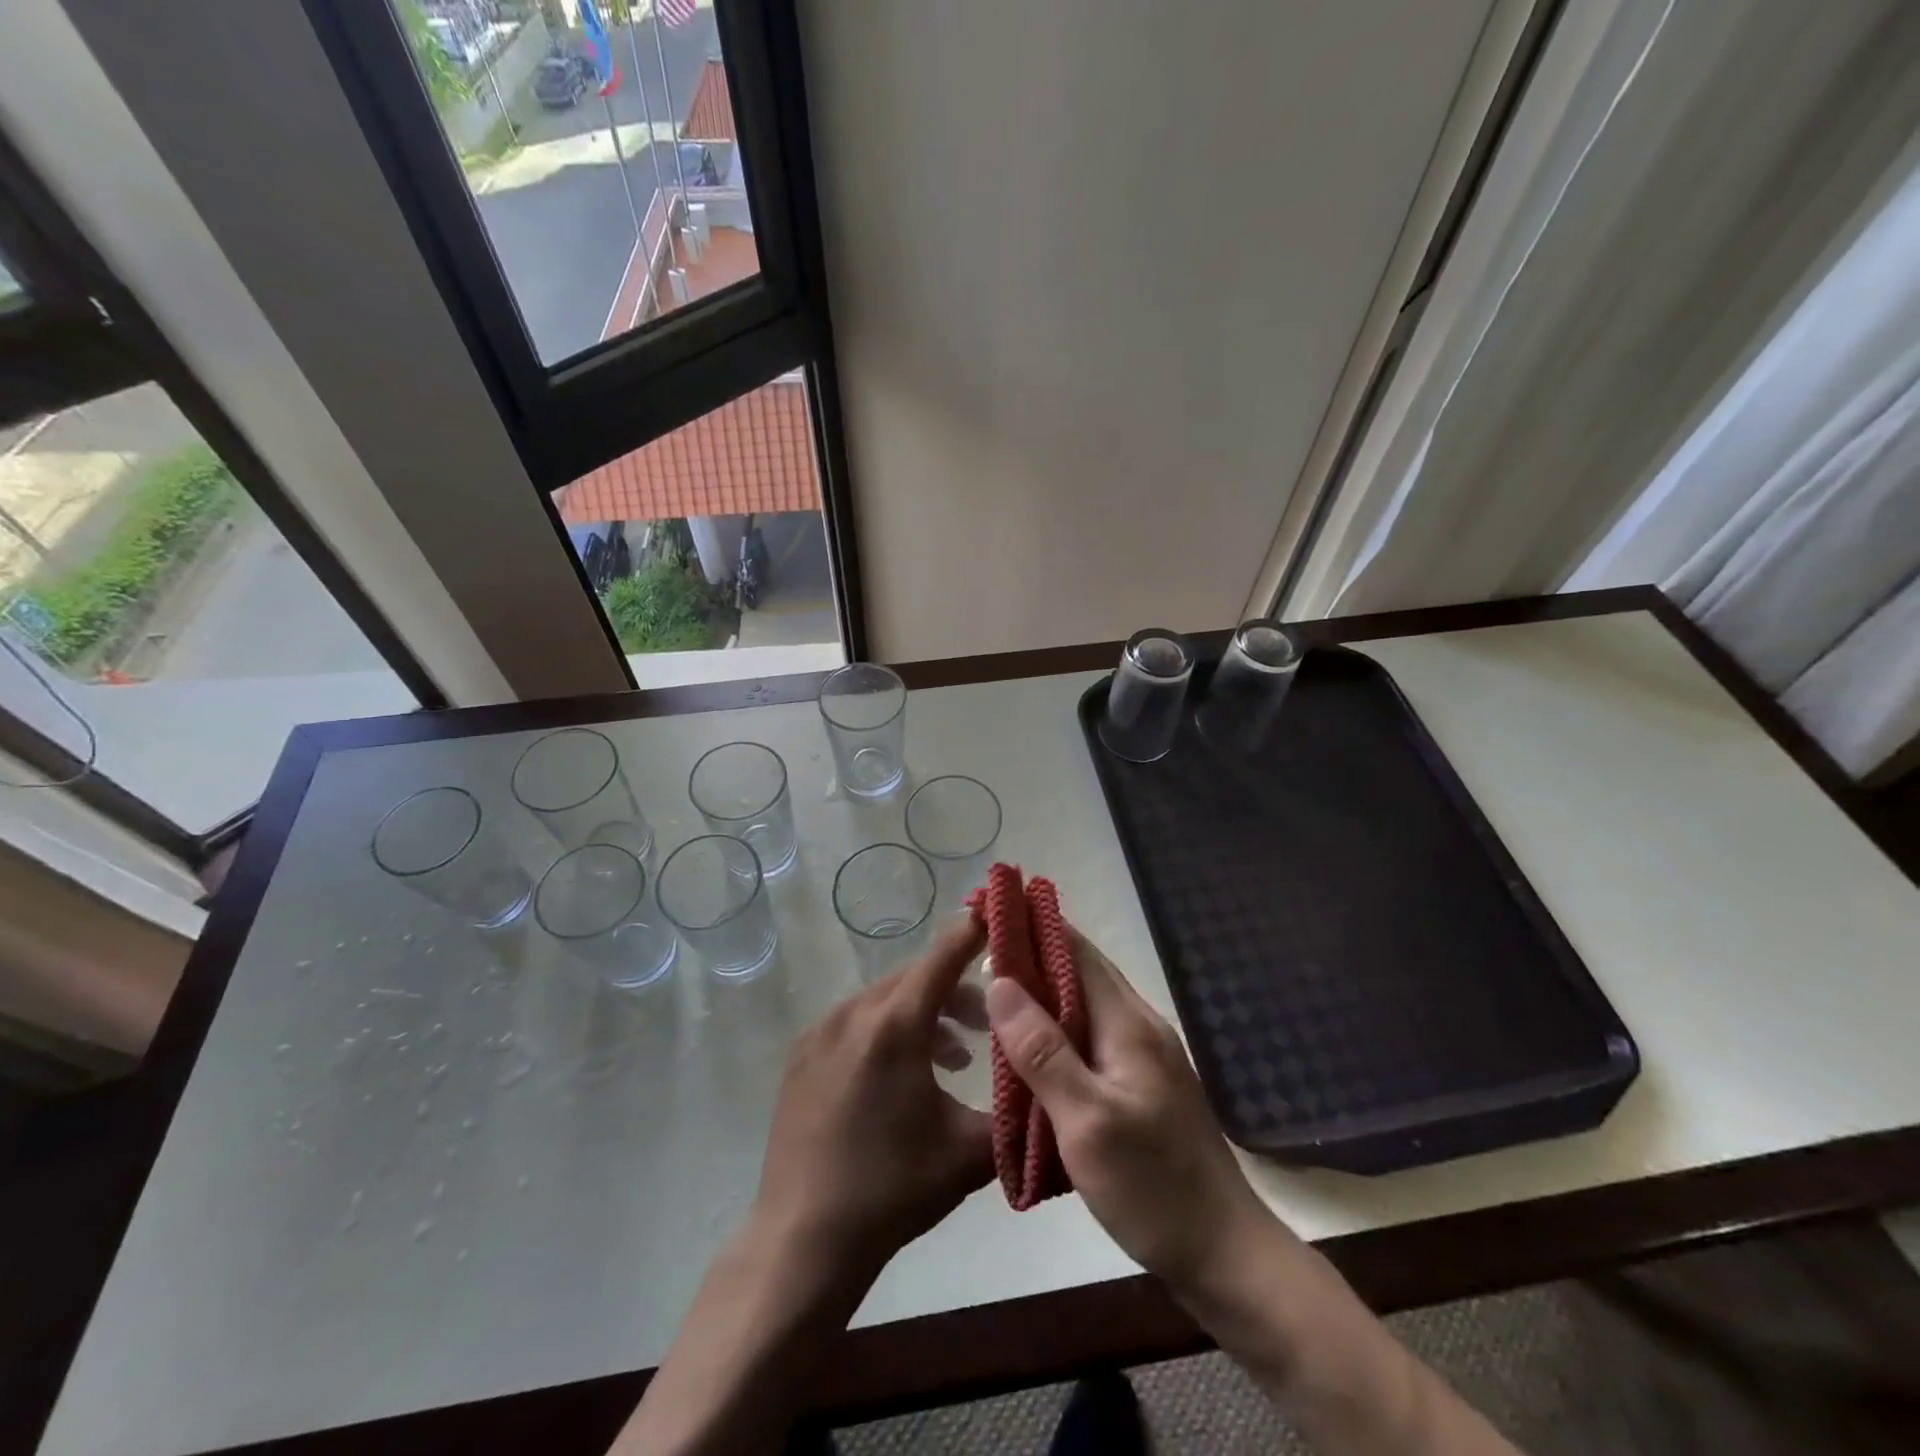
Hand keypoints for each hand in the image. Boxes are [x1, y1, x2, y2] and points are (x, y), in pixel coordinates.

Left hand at [751, 918, 994, 1279]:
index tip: (998, 912)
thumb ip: (1013, 1109)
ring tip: (954, 1056)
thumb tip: (1045, 1084)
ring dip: (923, 1014)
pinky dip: (887, 1030)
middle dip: (956, 989)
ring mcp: (821, 1032)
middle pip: (915, 977)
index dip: (973, 932)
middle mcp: (854, 1013)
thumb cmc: (892, 1190)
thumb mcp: (968, 1153)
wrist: (803, 1240)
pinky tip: (904, 1075)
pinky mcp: (802, 1056)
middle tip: (989, 1021)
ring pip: (885, 1000)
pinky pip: (856, 1023)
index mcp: (895, 1025)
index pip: (943, 956)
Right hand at [985, 926, 1268, 1290]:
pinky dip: (1054, 1024)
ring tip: (990, 986)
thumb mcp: (1087, 1121)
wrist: (1224, 1254)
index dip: (1032, 922)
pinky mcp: (1139, 1083)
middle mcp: (1138, 1026)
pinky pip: (1088, 1035)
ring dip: (1040, 987)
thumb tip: (1000, 981)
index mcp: (1128, 1023)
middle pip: (1078, 970)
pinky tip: (1027, 1042)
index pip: (1075, 950)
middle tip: (975, 945)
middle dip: (1030, 949)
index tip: (988, 904)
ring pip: (1082, 1003)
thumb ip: (1042, 1050)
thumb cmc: (1153, 1186)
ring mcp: (1142, 1055)